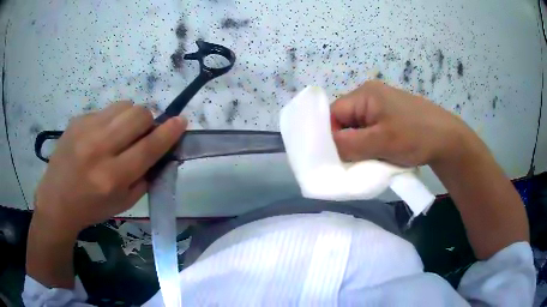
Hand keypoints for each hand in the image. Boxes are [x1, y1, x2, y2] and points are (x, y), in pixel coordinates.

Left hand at [33, 101, 186, 236]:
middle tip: (142, 134)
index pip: (148, 147)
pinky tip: (102, 135)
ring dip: (131, 117)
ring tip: (121, 132)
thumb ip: (145, 176)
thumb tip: (161, 151)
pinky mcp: (77, 120)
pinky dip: (112, 119)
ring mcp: (86, 130)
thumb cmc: (92, 207)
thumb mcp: (124, 203)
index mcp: (112, 177)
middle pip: (138, 116)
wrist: (57, 200)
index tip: (181, 121)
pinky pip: (106, 109)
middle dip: (148, 122)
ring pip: (124, 105)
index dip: (168, 133)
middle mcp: (99, 149)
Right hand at [331, 80, 475, 166]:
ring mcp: (382, 106)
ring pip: (358, 128)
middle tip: (354, 161)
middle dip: (346, 142)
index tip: (336, 158)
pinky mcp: (390, 117)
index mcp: (365, 94)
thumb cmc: (416, 136)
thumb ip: (349, 144)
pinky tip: (380, 154)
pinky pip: (371, 131)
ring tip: (371, 158)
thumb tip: (324, 148)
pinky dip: (371, 145)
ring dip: (360, 145)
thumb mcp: (381, 142)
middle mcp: (370, 96)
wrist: (448, 139)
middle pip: (345, 121)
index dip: (330, 136)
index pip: (333, 113)